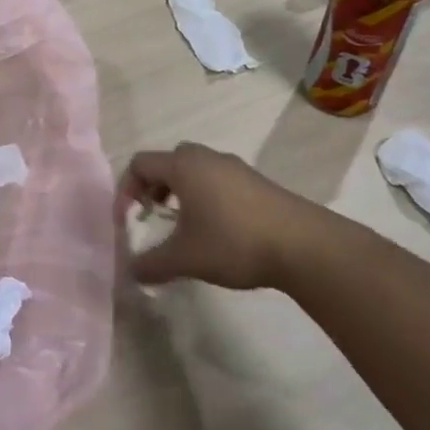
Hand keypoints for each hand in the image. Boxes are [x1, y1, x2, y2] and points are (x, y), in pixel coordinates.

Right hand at [119, 142, 367, 290]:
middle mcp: (206, 157)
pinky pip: (218, 181)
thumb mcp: (185, 258)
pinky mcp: (257, 182)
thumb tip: (131, 271)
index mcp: (183, 165)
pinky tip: (217, 231)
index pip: (140, 163)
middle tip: (154, 218)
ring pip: (195, 171)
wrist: (304, 245)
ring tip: (184, 228)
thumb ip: (151, 264)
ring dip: (181, 194)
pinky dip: (206, 198)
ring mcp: (235, 167)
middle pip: (168, 163)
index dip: (126, 189)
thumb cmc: (233, 242)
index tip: (129, 220)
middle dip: (154, 189)